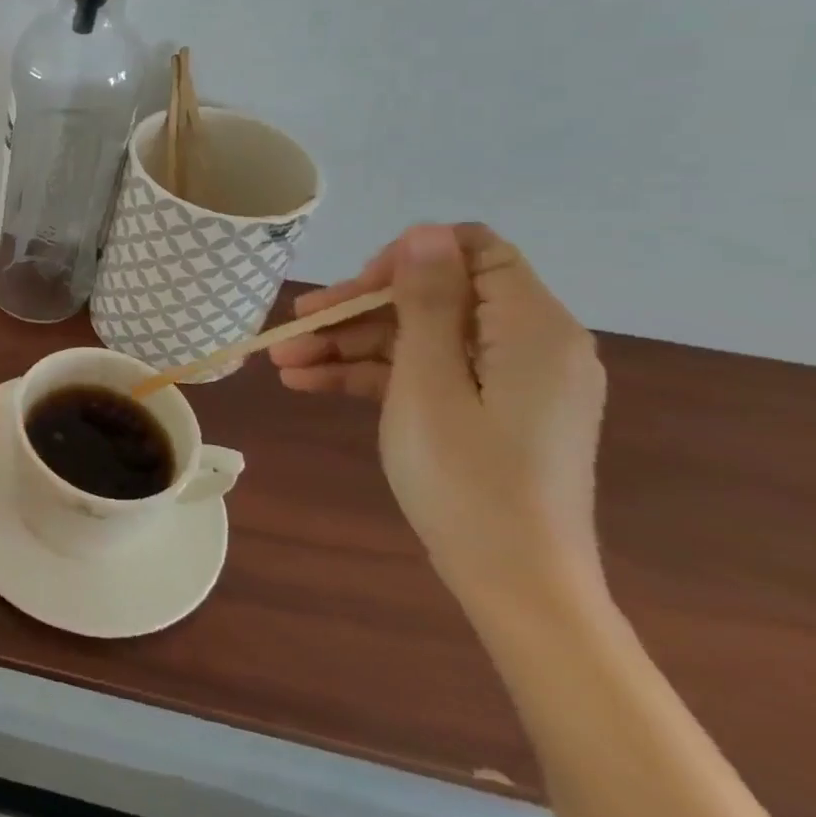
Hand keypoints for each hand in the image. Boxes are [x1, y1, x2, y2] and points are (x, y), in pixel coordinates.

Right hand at [270, 224, 607, 609]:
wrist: (516, 585)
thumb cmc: (468, 479)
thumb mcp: (430, 382)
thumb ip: (427, 301)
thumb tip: (424, 231)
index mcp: (532, 327)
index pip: (474, 251)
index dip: (408, 258)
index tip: (355, 289)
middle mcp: (529, 343)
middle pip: (435, 296)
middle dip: (360, 308)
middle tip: (296, 326)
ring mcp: (508, 380)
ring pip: (420, 337)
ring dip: (350, 345)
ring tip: (283, 363)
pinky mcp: (490, 410)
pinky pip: (427, 373)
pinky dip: (371, 375)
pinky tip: (309, 385)